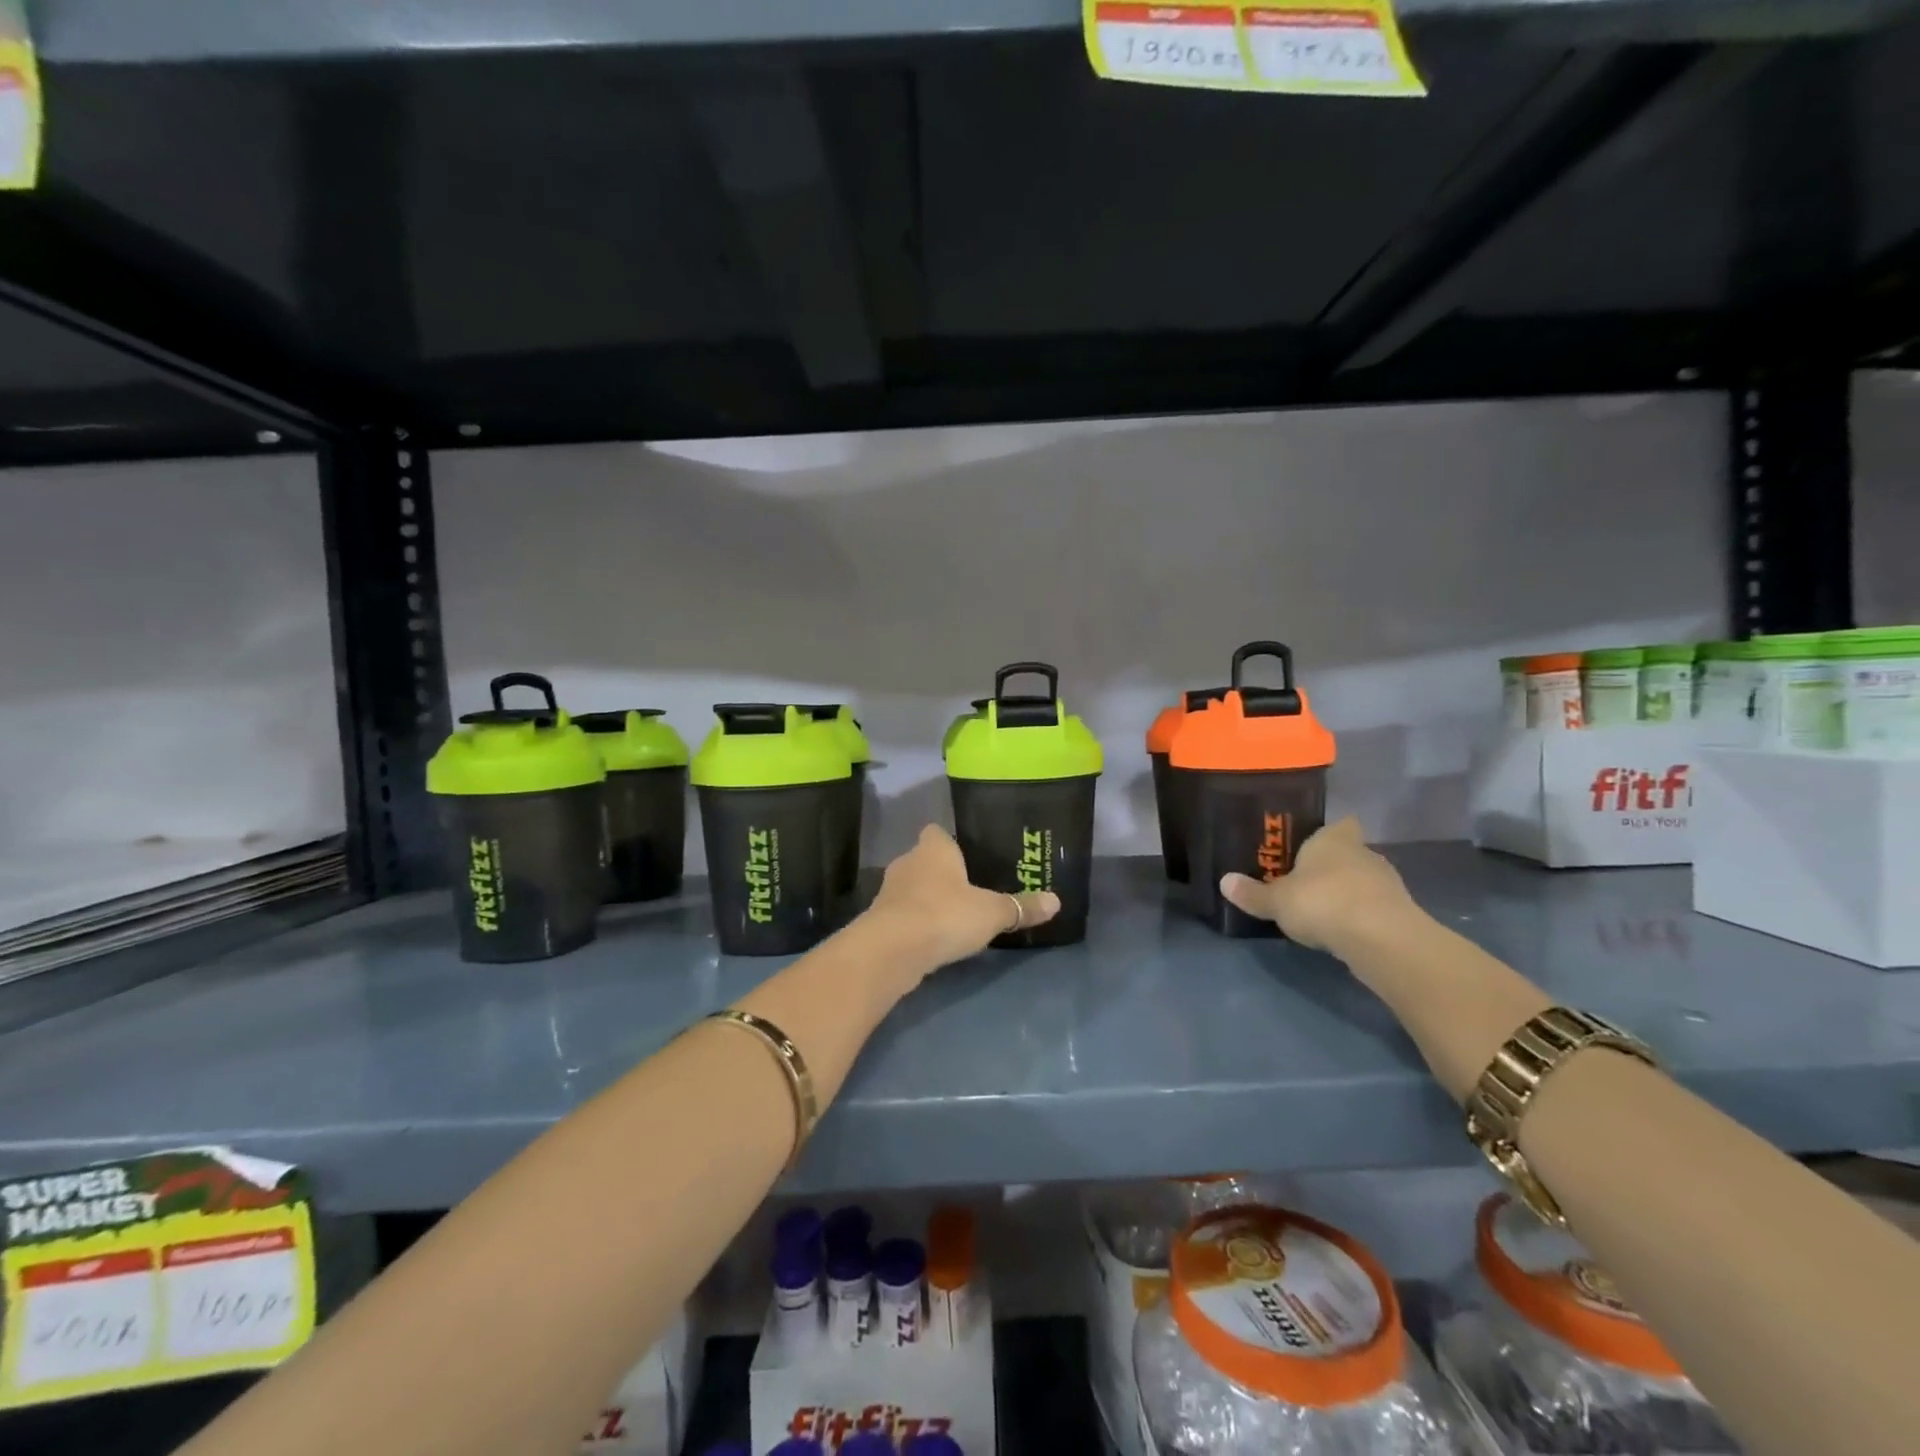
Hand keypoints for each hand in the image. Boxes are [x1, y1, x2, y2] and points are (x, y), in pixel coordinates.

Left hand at [865, 825, 1059, 968]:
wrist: (891, 950)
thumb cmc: (944, 915)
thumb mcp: (991, 913)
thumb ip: (1020, 907)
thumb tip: (1056, 901)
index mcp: (933, 848)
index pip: (938, 832)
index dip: (952, 842)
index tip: (970, 856)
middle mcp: (908, 862)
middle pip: (925, 860)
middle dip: (943, 874)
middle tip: (970, 889)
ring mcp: (889, 891)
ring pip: (913, 888)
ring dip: (928, 900)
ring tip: (954, 917)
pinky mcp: (880, 919)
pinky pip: (904, 914)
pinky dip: (917, 922)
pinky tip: (934, 938)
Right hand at [1218, 818, 1415, 952]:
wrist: (1381, 939)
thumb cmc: (1322, 902)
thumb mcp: (1276, 901)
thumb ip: (1252, 893)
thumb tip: (1224, 882)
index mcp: (1333, 840)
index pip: (1339, 824)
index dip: (1328, 832)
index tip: (1311, 844)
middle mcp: (1363, 853)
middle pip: (1349, 852)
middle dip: (1331, 865)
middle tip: (1305, 881)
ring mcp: (1387, 882)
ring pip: (1363, 880)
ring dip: (1347, 892)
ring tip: (1322, 910)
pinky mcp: (1400, 912)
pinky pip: (1374, 907)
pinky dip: (1361, 916)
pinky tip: (1343, 930)